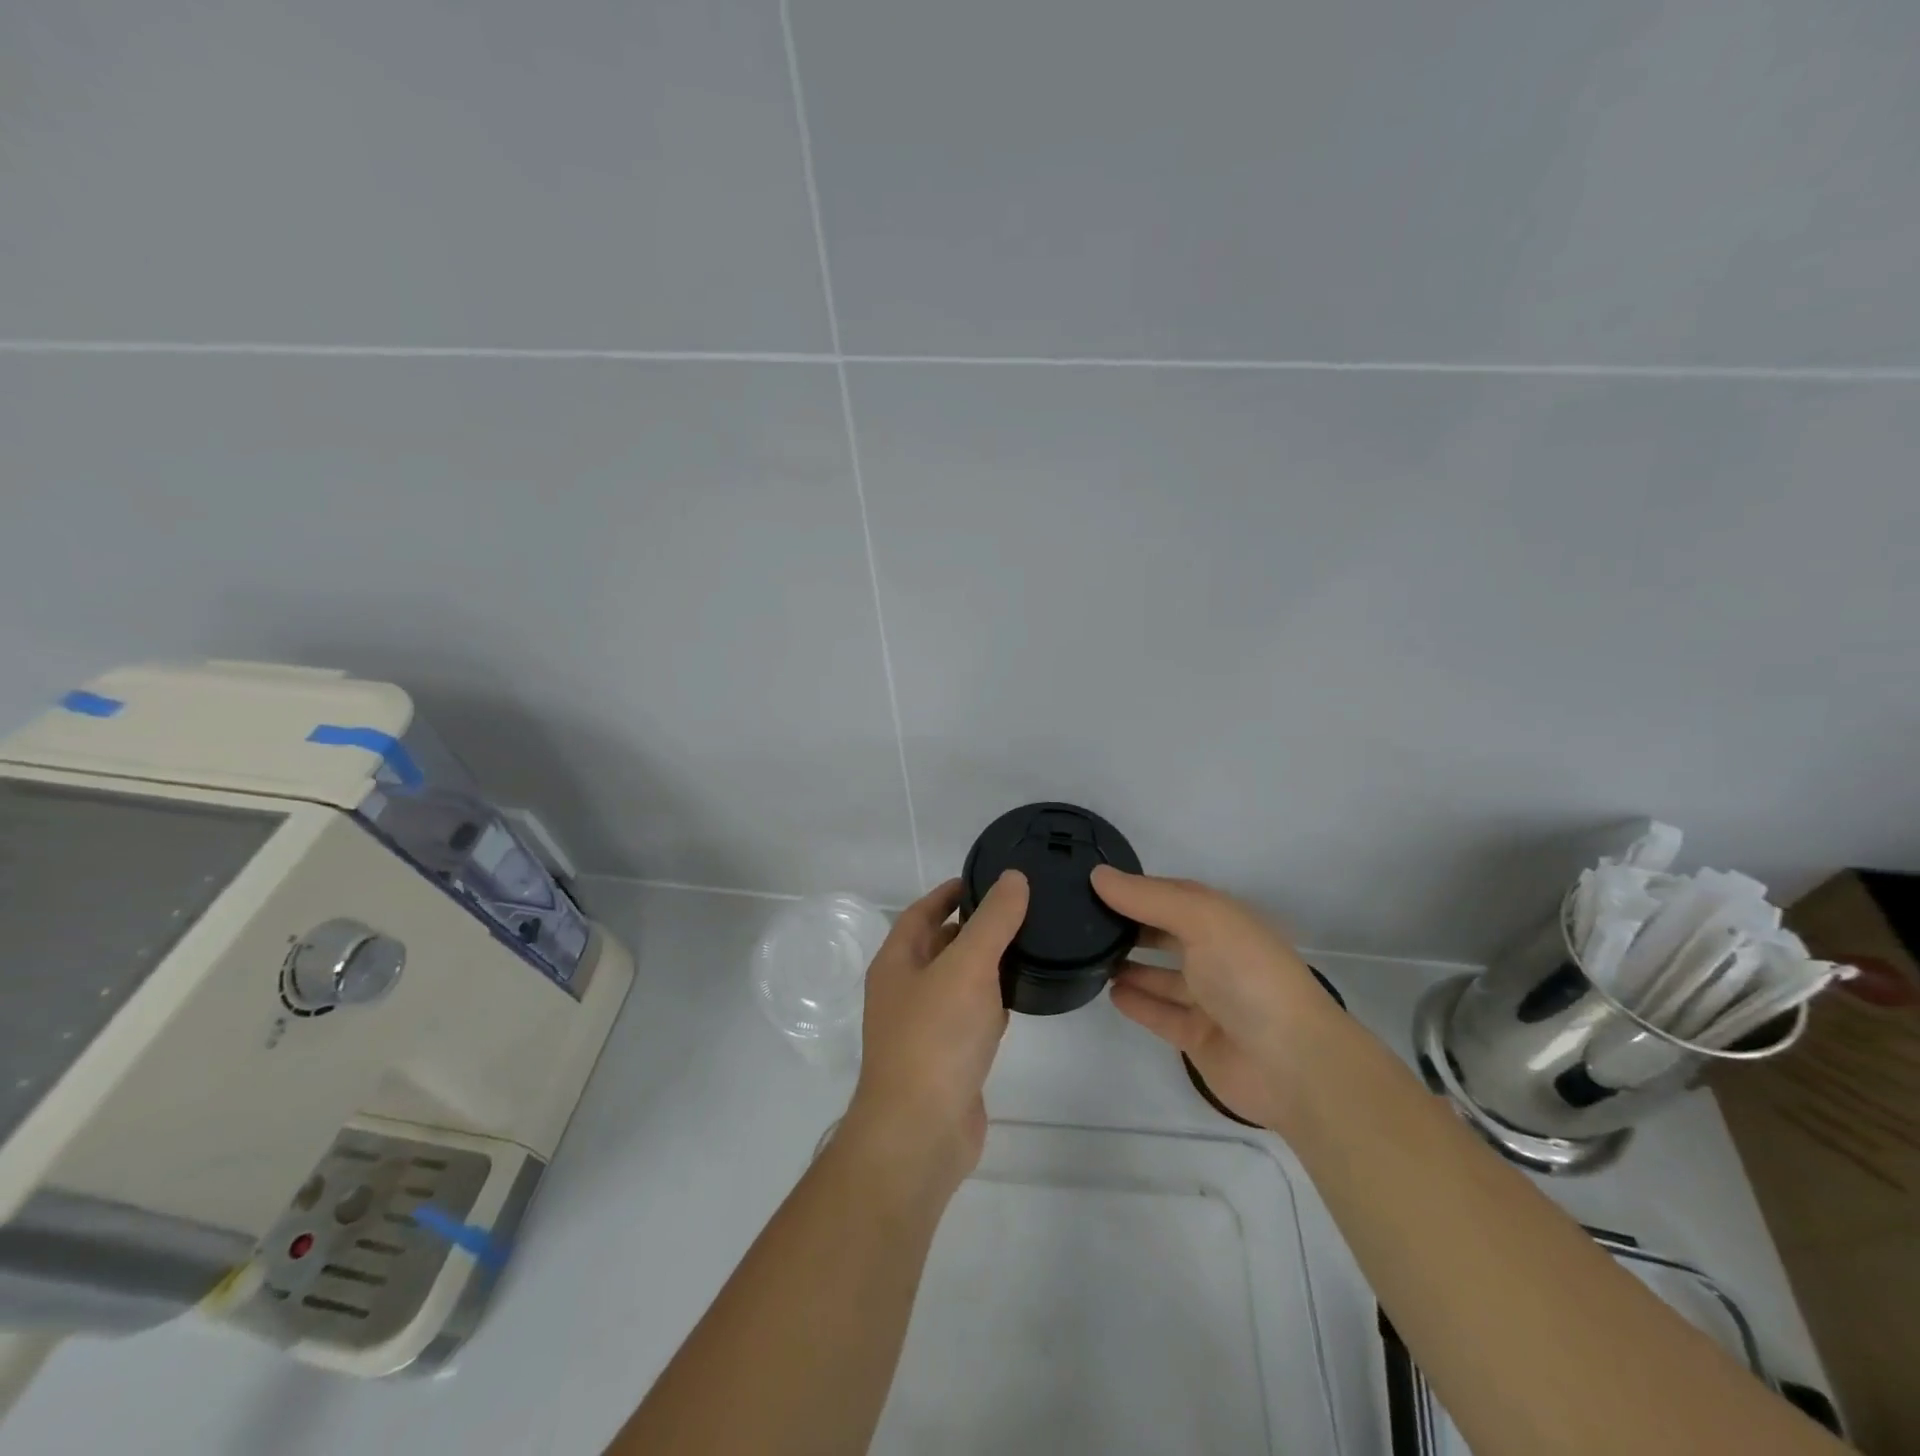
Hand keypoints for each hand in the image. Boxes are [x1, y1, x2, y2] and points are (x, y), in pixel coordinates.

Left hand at [842, 871, 1029, 1189]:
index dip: (949, 892)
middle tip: (1017, 910)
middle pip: (938, 945)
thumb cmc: (936, 1038)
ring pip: (957, 983)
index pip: (921, 912)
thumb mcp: (967, 966)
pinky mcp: (946, 1060)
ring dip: (984, 964)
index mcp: (897, 962)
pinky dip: (990, 1003)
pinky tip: (1017, 1000)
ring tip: (1025, 946)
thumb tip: (1013, 877)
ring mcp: (923, 1028)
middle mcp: (904, 991)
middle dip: (972, 926)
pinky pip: (969, 1018)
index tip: (984, 878)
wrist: (921, 1133)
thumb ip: (993, 921)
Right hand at [1092, 867, 1340, 1132]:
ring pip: (1160, 975)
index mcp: (1223, 920)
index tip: (1091, 883)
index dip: (1135, 888)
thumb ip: (1148, 898)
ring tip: (1087, 955)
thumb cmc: (1248, 976)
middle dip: (1128, 925)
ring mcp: (1208, 998)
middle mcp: (1216, 954)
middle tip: (1080, 920)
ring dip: (1128, 964)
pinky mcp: (1198, 1036)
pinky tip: (1110, 992)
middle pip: (1164, 933)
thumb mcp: (1202, 920)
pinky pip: (1160, 1013)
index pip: (1171, 895)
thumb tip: (1098, 875)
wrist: (1293, 1064)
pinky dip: (1137, 1002)